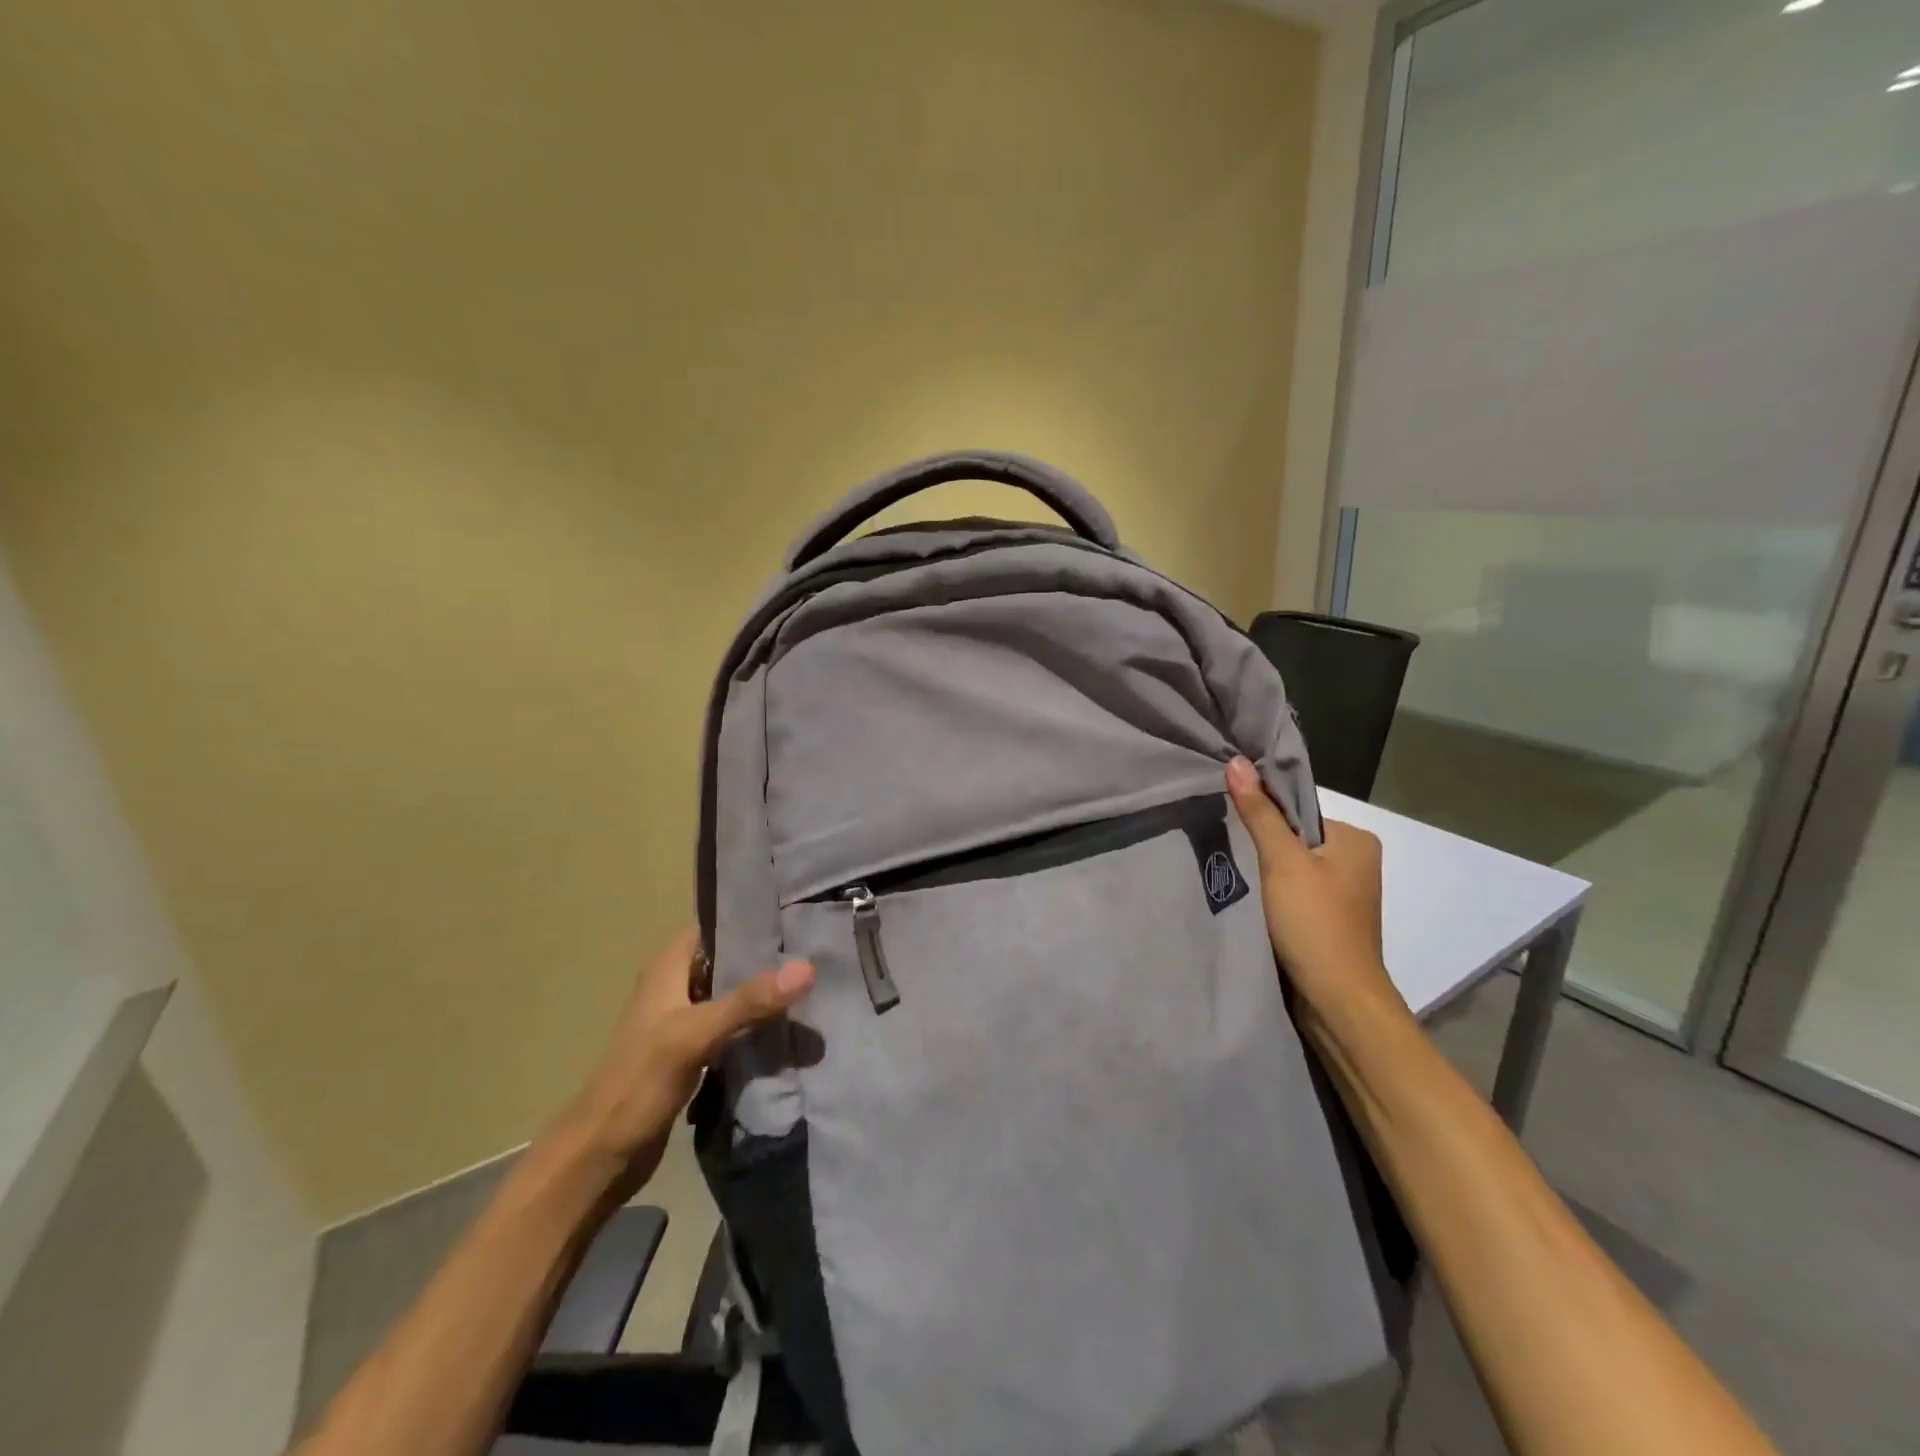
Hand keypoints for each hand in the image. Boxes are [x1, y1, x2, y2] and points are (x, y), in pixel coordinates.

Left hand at [563, 926, 812, 1194]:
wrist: (600, 1156)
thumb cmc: (639, 1082)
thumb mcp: (695, 1034)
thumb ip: (748, 1001)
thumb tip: (807, 967)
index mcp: (667, 968)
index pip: (713, 925)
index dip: (749, 918)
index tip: (794, 915)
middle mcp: (674, 986)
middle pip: (727, 959)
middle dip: (766, 957)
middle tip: (814, 951)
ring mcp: (683, 1021)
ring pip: (731, 994)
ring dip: (763, 993)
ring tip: (811, 985)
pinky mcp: (691, 1053)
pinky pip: (731, 1027)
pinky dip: (755, 1024)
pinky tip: (788, 1027)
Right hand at [1225, 757, 1403, 1020]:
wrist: (1336, 1001)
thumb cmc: (1315, 923)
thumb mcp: (1282, 861)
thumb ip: (1259, 813)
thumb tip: (1237, 761)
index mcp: (1355, 839)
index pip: (1296, 811)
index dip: (1261, 815)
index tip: (1226, 821)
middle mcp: (1355, 862)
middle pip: (1292, 839)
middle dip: (1260, 846)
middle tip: (1223, 848)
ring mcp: (1343, 896)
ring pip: (1290, 869)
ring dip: (1263, 874)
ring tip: (1231, 875)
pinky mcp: (1327, 922)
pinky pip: (1292, 895)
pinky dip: (1271, 897)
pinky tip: (1247, 901)